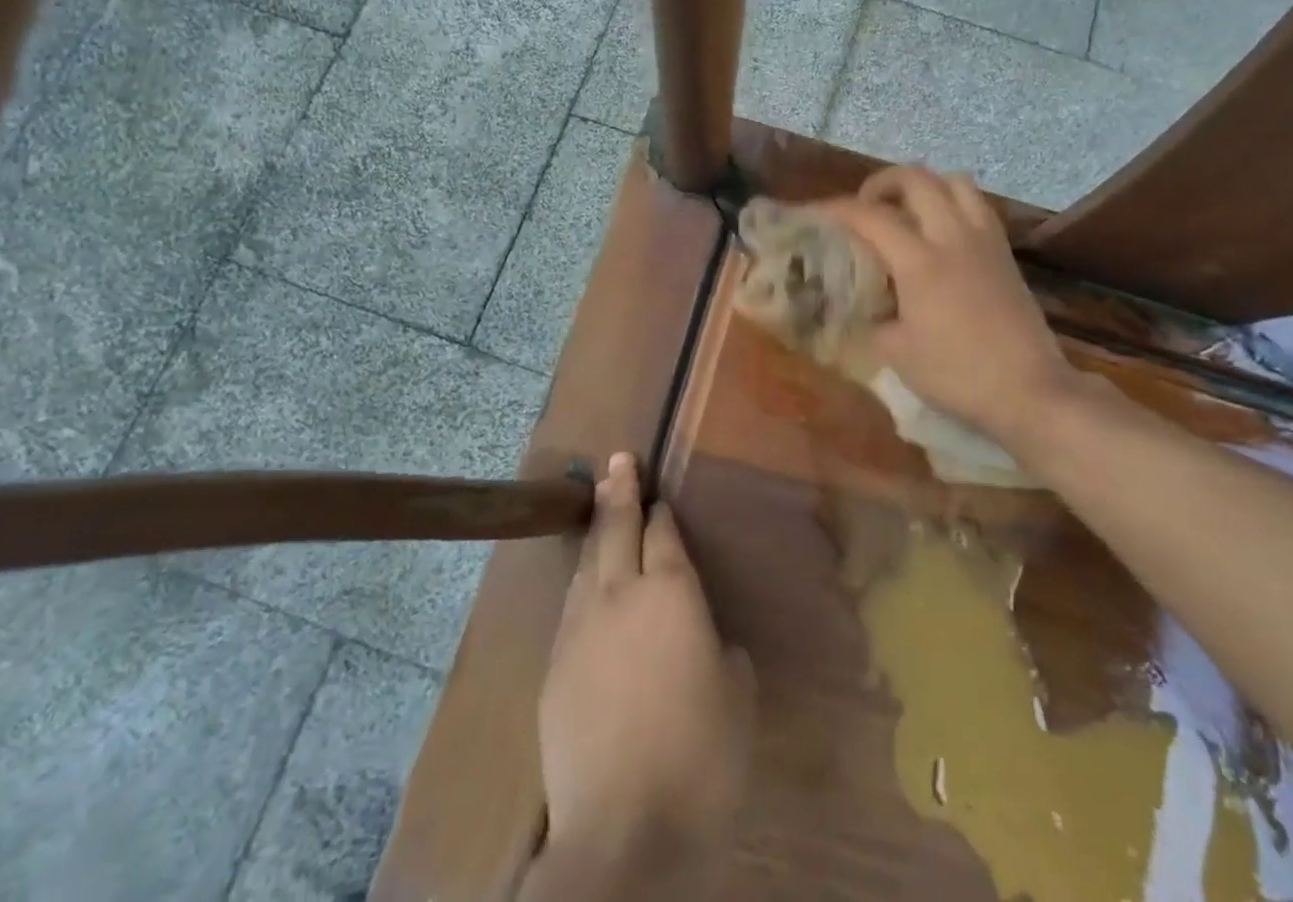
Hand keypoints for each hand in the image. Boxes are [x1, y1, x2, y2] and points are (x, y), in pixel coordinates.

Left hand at [534, 454, 753, 890]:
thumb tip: (710, 643)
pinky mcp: (554, 665)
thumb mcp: (738, 699)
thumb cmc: (699, 758)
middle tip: (618, 460)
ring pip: (587, 562)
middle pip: (616, 528)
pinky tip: (585, 585)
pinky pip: (572, 606)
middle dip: (619, 491)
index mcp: (670, 592)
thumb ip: (724, 654)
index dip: (662, 511)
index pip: (663, 533)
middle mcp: (620, 593)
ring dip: (596, 529)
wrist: (622, 832)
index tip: (660, 496)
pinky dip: (582, 582)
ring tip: (600, 504)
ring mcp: (580, 627)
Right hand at [825, 166, 1090, 454]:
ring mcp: (984, 240)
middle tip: (865, 206)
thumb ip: (871, 319)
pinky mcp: (1005, 252)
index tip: (815, 214)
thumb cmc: (958, 375)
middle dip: (881, 183)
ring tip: (906, 210)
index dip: (836, 209)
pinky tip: (940, 232)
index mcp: (920, 262)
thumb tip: (858, 304)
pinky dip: (952, 202)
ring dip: (924, 185)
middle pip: (916, 179)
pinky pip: (977, 205)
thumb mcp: (897, 353)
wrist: (1030, 391)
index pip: (870, 216)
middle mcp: (952, 237)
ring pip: (954, 181)